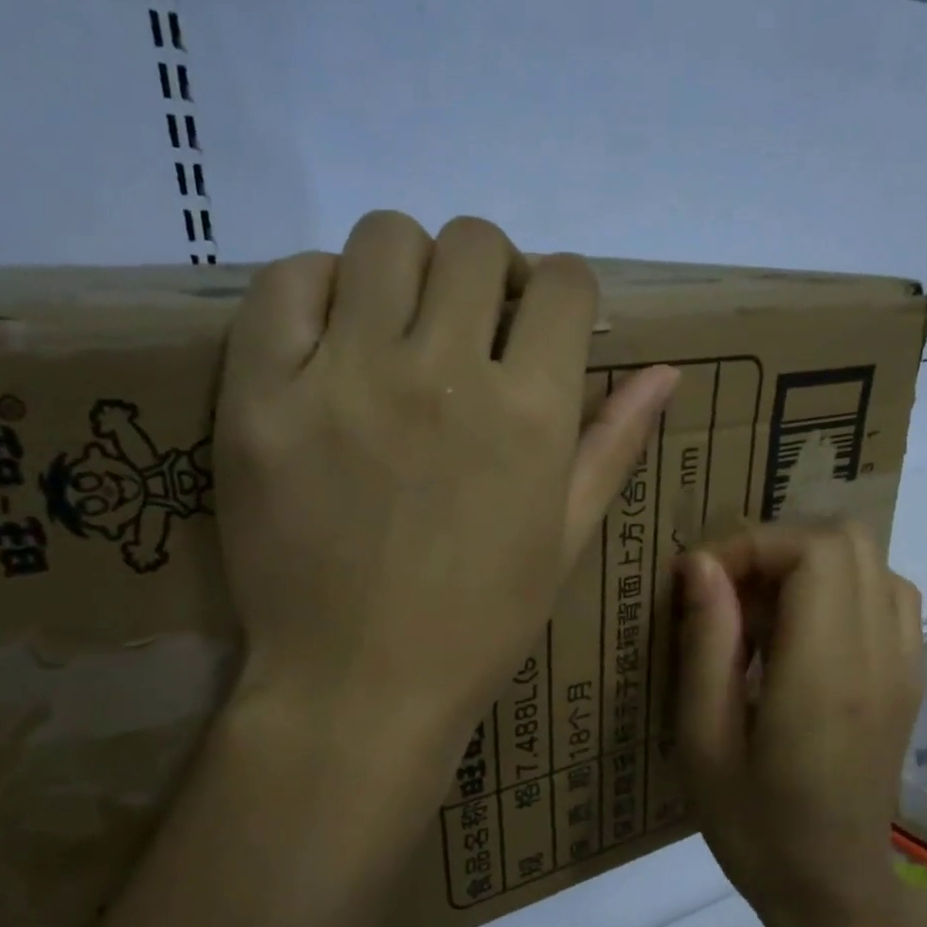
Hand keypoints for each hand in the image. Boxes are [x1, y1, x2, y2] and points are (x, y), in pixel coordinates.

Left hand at [214, 211, 678, 773]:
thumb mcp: (565, 541)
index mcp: (529, 413)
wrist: (359, 687)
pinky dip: (316, 291)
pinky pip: (287, 283)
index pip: (565, 284)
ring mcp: (344, 377)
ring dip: (406, 272)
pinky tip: (330, 340)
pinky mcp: (261, 395)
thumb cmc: (477, 625)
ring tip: (397, 330)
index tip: (541, 327)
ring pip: (385, 239)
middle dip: (488, 275)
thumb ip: (612, 444)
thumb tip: (665, 372)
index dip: (561, 295)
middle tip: (469, 330)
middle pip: (475, 243)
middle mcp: (442, 373)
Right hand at [676, 524, 926, 926]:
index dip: (751, 546)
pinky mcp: (910, 676)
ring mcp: (904, 663)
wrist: (833, 888)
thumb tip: (700, 565)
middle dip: (777, 547)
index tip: (700, 582)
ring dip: (808, 565)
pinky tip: (799, 635)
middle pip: (848, 539)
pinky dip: (839, 588)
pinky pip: (886, 594)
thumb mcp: (703, 739)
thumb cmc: (754, 825)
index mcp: (826, 672)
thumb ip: (706, 644)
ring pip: (871, 560)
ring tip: (760, 613)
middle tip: (728, 593)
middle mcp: (880, 654)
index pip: (813, 552)